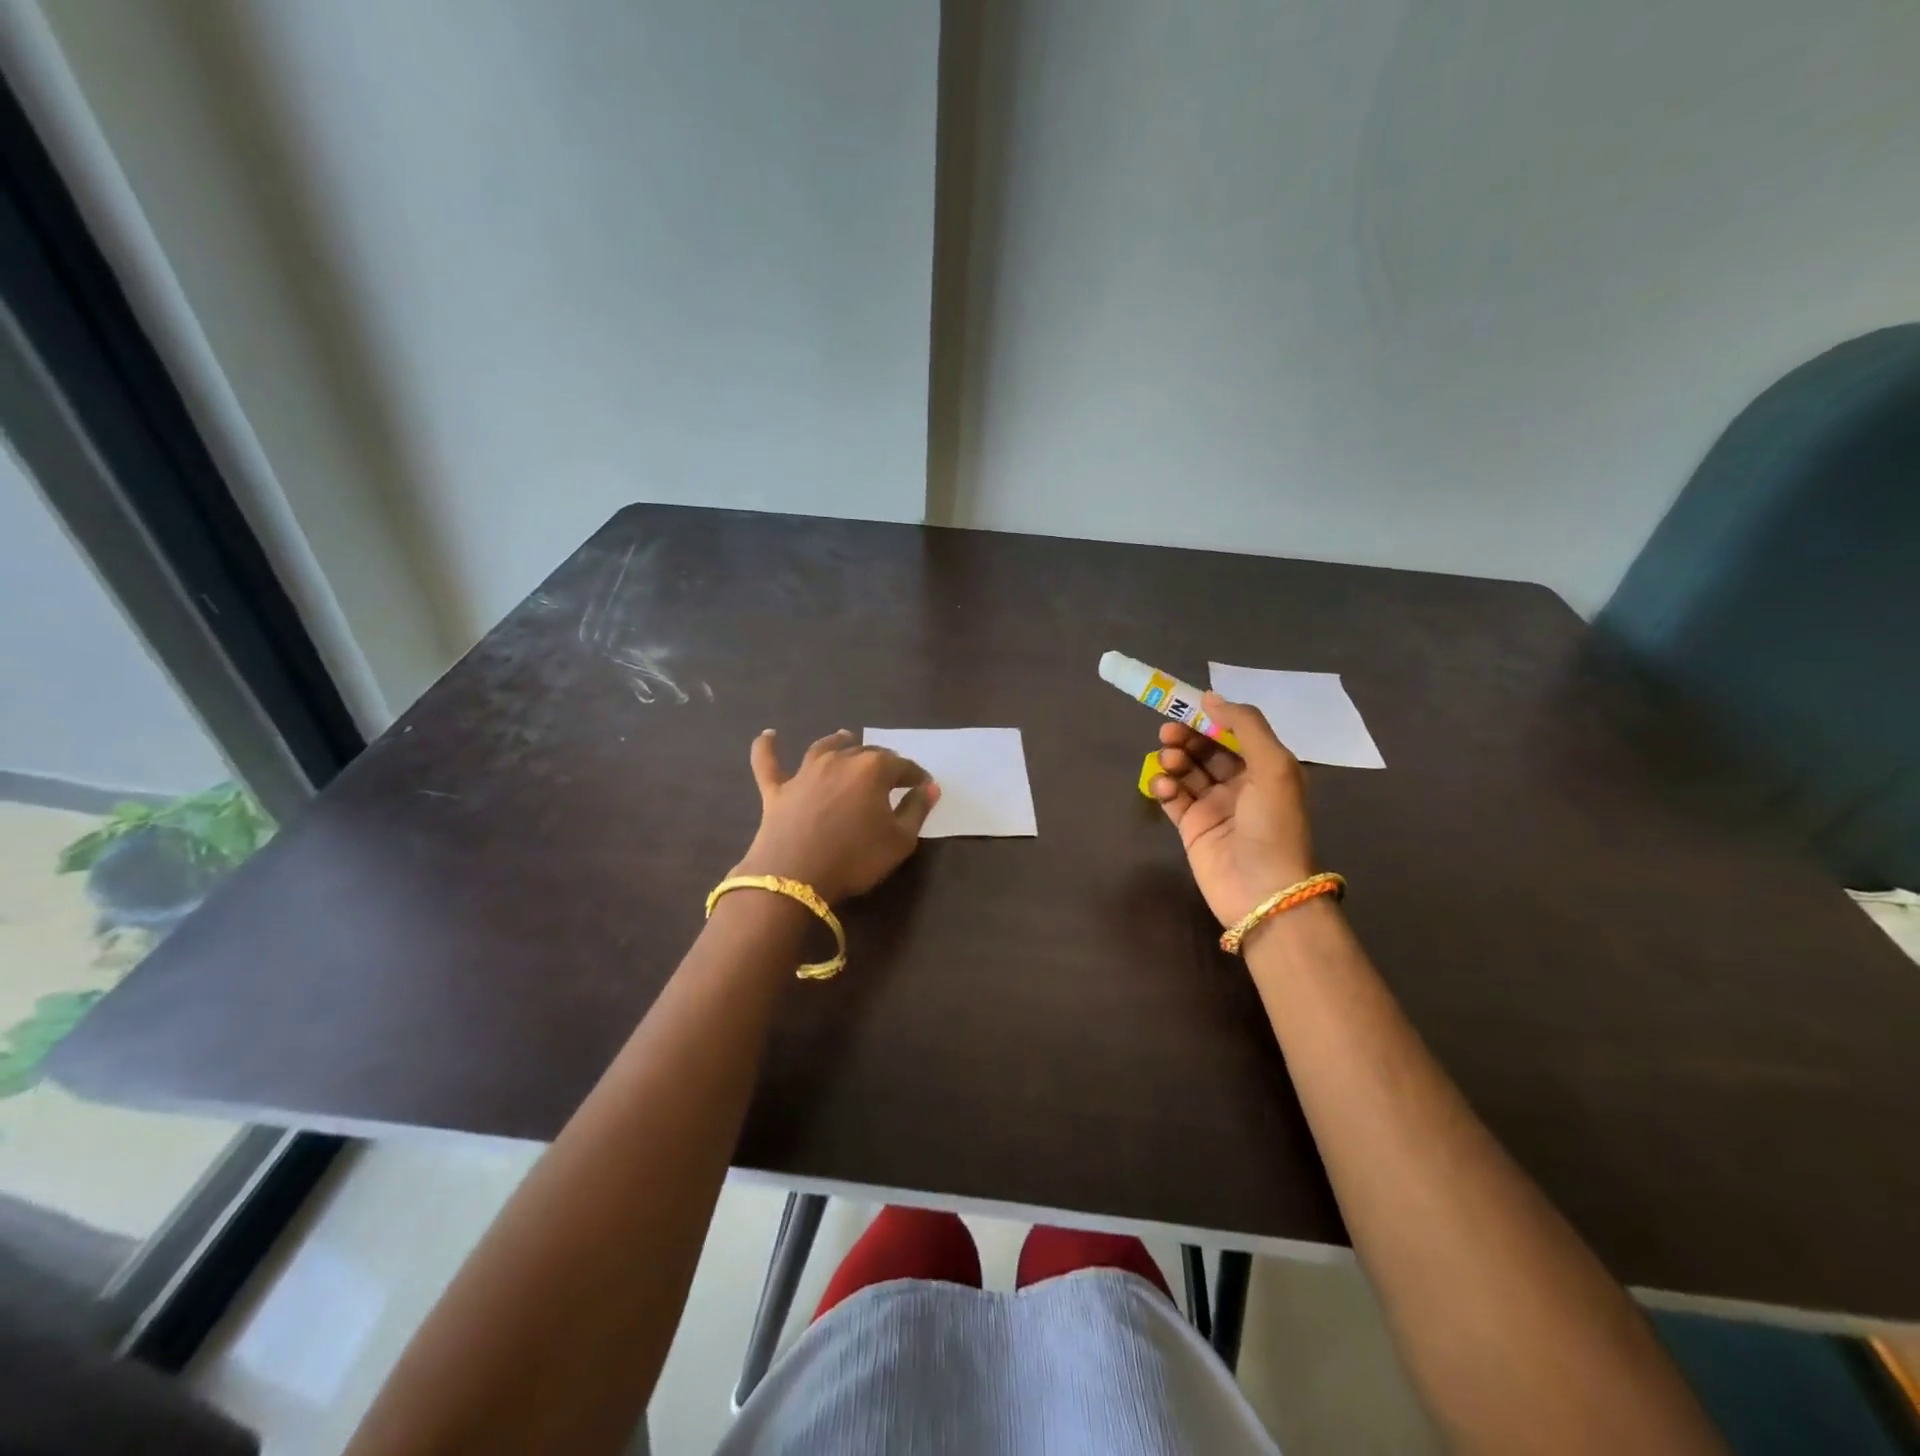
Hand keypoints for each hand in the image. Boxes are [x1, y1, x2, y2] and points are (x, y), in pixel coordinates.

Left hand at [732, 729, 939, 903]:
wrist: (795, 877)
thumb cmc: (856, 858)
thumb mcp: (900, 841)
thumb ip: (917, 810)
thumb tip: (929, 788)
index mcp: (873, 769)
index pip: (903, 766)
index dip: (916, 776)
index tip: (925, 786)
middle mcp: (840, 760)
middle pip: (866, 752)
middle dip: (884, 760)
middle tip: (893, 772)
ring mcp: (805, 772)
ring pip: (824, 747)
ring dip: (838, 740)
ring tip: (845, 736)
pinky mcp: (777, 789)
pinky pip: (768, 762)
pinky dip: (767, 747)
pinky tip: (768, 735)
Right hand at [1150, 693, 1316, 926]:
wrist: (1262, 891)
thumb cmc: (1273, 825)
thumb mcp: (1273, 766)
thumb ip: (1245, 726)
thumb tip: (1211, 697)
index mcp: (1266, 768)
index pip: (1234, 733)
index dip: (1211, 718)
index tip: (1186, 706)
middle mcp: (1241, 784)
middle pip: (1207, 749)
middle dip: (1187, 737)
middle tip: (1168, 732)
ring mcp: (1214, 806)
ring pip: (1187, 770)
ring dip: (1175, 759)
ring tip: (1168, 761)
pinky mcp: (1191, 827)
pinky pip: (1173, 797)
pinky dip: (1165, 787)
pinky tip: (1165, 787)